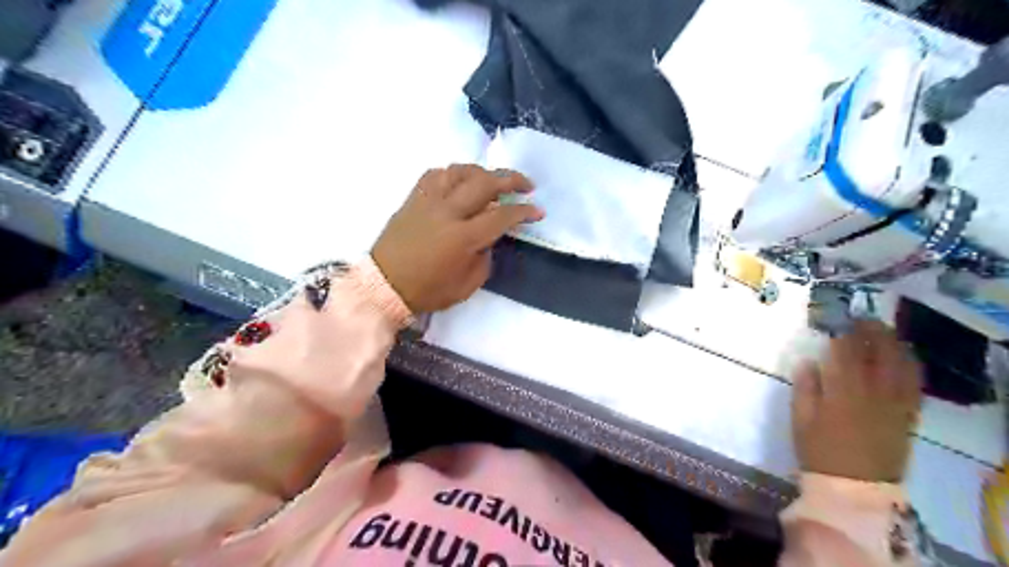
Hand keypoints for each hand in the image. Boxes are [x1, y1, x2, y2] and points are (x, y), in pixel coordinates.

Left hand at [370, 163, 544, 314]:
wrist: (384, 285)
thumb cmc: (428, 290)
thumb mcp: (467, 285)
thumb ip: (484, 258)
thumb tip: (489, 238)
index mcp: (462, 237)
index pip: (502, 216)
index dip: (524, 211)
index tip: (538, 211)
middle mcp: (447, 212)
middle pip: (484, 183)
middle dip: (511, 179)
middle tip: (526, 185)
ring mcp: (428, 201)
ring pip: (460, 171)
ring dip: (483, 172)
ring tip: (494, 180)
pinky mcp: (413, 198)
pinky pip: (436, 174)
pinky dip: (453, 173)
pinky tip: (461, 181)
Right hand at [792, 318, 924, 481]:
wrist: (854, 486)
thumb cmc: (819, 451)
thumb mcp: (800, 419)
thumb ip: (805, 387)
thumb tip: (808, 361)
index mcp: (843, 391)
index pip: (846, 351)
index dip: (843, 331)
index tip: (837, 318)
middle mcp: (874, 392)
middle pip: (880, 352)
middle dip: (873, 331)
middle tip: (862, 318)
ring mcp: (895, 403)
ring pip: (903, 365)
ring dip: (894, 344)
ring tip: (883, 333)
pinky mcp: (907, 415)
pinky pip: (915, 384)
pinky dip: (910, 365)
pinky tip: (902, 358)